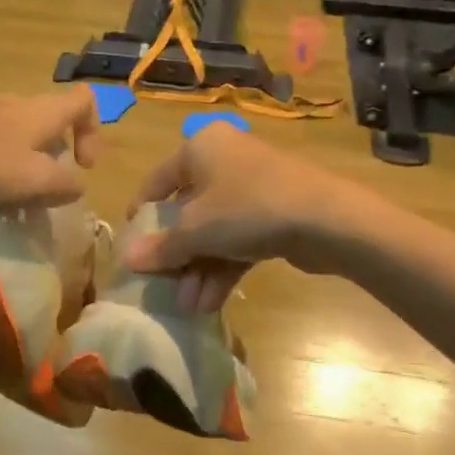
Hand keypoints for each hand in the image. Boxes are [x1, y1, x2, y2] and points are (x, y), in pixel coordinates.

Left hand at [0, 90, 100, 207]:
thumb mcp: (37, 181)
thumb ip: (67, 184)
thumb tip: (76, 184)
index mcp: (42, 110)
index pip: (85, 100)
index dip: (94, 131)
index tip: (82, 166)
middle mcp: (16, 101)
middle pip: (51, 118)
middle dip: (56, 153)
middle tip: (46, 187)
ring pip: (19, 130)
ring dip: (25, 160)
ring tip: (13, 193)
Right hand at [122, 125, 361, 311]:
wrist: (327, 219)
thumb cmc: (248, 208)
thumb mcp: (196, 230)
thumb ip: (161, 246)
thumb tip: (128, 259)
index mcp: (200, 148)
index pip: (158, 181)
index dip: (142, 214)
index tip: (133, 247)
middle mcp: (224, 160)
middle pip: (187, 210)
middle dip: (177, 254)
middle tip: (165, 286)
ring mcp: (252, 187)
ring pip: (214, 230)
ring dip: (199, 269)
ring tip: (190, 306)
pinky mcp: (274, 213)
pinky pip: (238, 239)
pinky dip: (223, 267)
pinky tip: (211, 302)